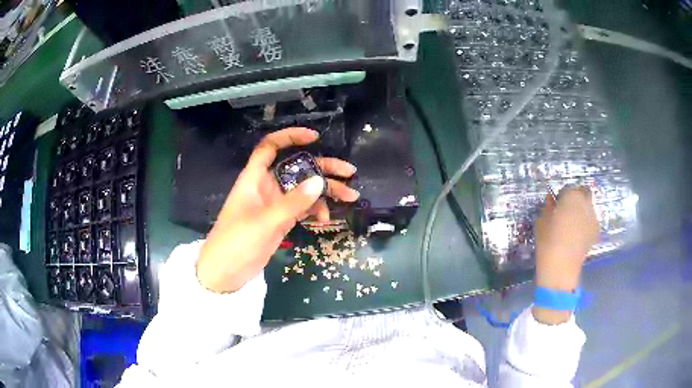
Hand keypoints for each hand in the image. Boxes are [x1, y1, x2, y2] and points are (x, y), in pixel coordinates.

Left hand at [196, 127, 358, 292]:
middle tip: (349, 171)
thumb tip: (320, 182)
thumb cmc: (236, 241)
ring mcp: (275, 204)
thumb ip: (293, 202)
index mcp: (255, 178)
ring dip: (326, 191)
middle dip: (323, 167)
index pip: (270, 147)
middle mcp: (266, 186)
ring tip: (350, 197)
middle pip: (297, 168)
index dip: (290, 137)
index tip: (315, 137)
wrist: (225, 272)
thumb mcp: (265, 221)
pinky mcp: (281, 221)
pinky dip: (316, 210)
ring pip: (304, 189)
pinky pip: (303, 208)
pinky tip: (325, 219)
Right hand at [532, 186, 598, 323]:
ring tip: (573, 226)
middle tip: (568, 211)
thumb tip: (552, 202)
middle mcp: (585, 202)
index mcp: (571, 196)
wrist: (561, 266)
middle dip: (577, 198)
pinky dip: (586, 224)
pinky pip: (591, 221)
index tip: (556, 206)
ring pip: (588, 207)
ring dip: (582, 211)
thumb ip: (549, 208)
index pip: (567, 188)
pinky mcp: (596, 231)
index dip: (562, 196)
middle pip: (583, 192)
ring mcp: (593, 217)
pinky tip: (578, 236)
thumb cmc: (548, 241)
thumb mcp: (542, 221)